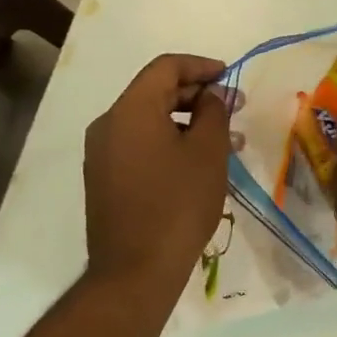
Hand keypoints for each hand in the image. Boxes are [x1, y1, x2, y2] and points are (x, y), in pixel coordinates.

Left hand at [84, 54, 230, 293]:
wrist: (136, 270)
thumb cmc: (178, 204)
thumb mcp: (208, 152)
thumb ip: (213, 112)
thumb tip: (210, 95)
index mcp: (131, 110)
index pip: (165, 68)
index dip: (201, 66)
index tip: (230, 77)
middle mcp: (108, 125)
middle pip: (155, 93)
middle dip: (197, 96)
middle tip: (234, 109)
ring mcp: (102, 154)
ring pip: (149, 122)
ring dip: (187, 123)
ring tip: (226, 142)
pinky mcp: (104, 179)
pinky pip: (140, 145)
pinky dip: (169, 143)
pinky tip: (198, 163)